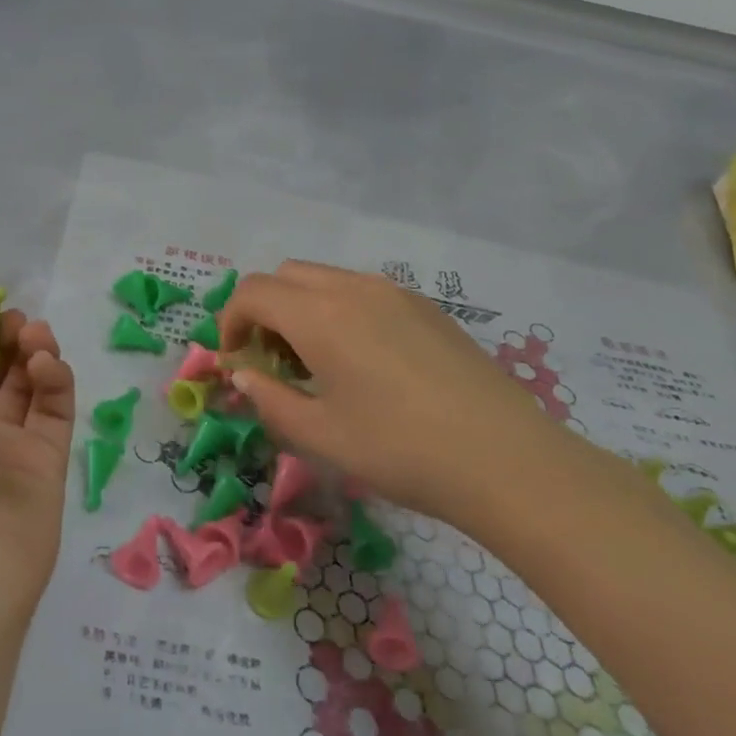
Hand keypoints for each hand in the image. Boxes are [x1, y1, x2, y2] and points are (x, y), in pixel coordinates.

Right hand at [220, 261, 569, 534]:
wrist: (505, 460)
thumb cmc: (399, 450)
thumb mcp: (319, 435)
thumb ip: (269, 399)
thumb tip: (243, 376)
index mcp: (320, 315)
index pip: (253, 292)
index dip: (230, 322)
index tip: (235, 361)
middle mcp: (353, 288)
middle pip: (286, 275)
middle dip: (264, 310)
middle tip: (272, 361)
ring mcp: (394, 292)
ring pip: (326, 279)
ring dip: (302, 308)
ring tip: (317, 363)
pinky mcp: (426, 307)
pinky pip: (364, 291)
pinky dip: (340, 311)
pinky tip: (364, 362)